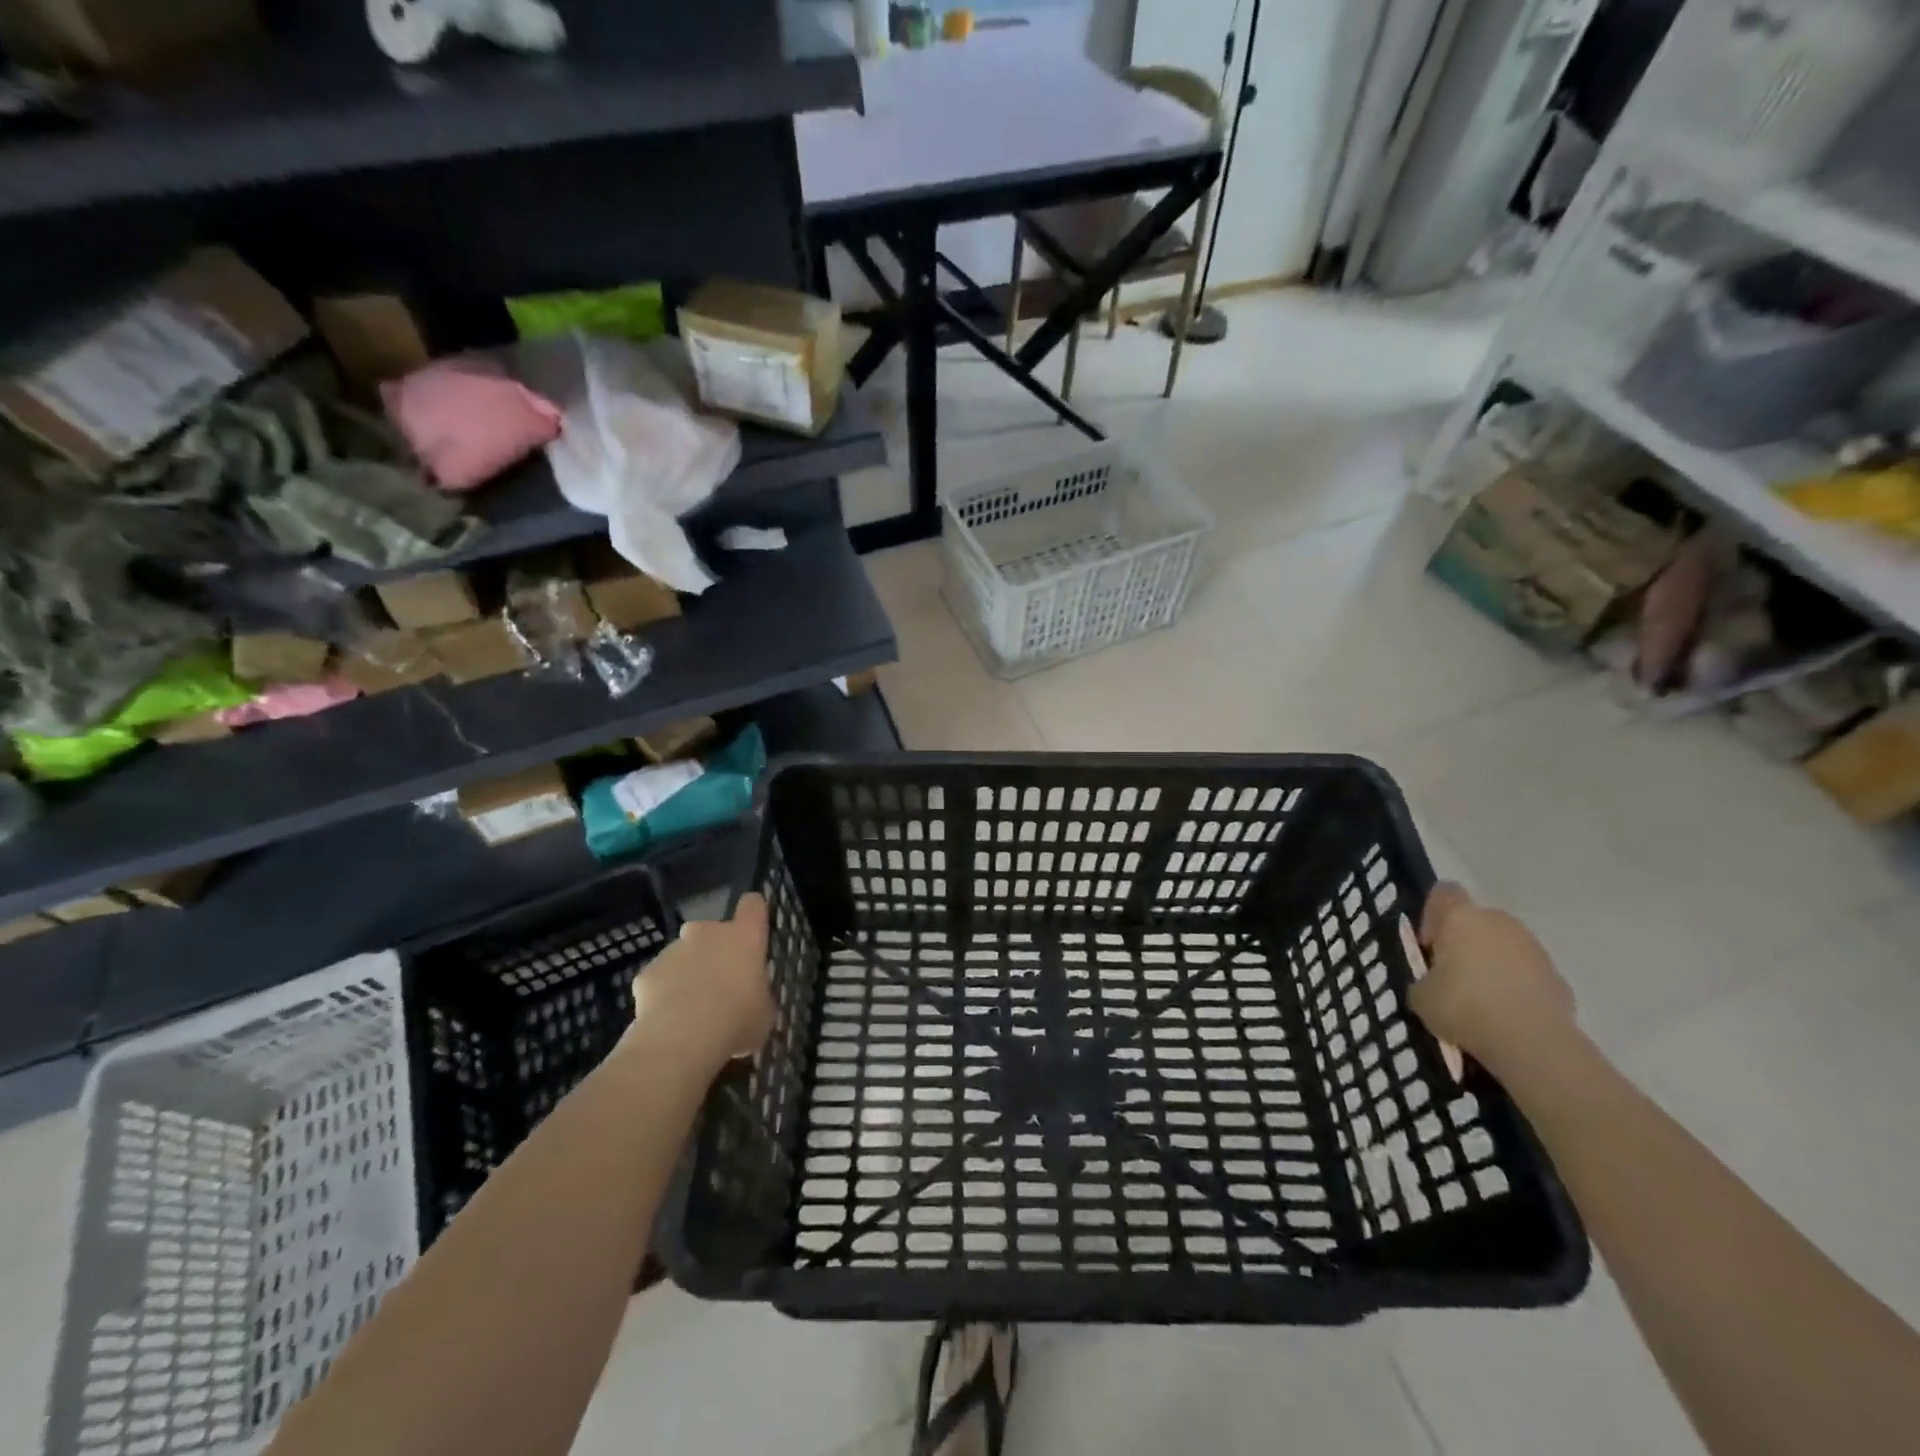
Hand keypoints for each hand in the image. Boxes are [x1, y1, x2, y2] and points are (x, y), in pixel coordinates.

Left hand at [627, 893, 774, 1067]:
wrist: (681, 1041)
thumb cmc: (736, 1020)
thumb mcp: (764, 1012)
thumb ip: (759, 995)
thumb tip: (753, 999)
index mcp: (743, 936)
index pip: (752, 905)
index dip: (753, 915)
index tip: (754, 931)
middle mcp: (707, 933)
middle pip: (712, 931)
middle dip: (715, 951)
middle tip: (721, 984)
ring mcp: (673, 950)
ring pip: (683, 955)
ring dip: (689, 972)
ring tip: (693, 1010)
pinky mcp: (646, 973)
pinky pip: (660, 978)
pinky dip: (664, 993)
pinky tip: (669, 1020)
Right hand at [1409, 884, 1575, 1069]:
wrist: (1533, 1043)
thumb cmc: (1464, 1006)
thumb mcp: (1420, 995)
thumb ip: (1423, 979)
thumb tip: (1432, 983)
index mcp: (1461, 917)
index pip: (1444, 893)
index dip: (1432, 915)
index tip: (1428, 945)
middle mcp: (1500, 922)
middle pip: (1477, 920)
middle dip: (1464, 942)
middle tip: (1451, 975)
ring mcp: (1534, 949)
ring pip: (1505, 947)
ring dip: (1492, 965)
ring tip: (1480, 1001)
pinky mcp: (1559, 978)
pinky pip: (1528, 975)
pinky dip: (1516, 988)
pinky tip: (1506, 1016)